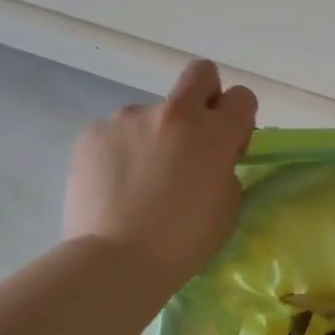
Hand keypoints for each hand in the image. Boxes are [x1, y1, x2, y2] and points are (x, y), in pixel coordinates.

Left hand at [63, 60, 257, 288]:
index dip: (239, 118)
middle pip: (200, 73)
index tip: (230, 145)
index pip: (242, 97)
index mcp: (214, 132)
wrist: (115, 261)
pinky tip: (113, 186)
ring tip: (138, 180)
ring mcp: (129, 118)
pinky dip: (119, 153)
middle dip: (204, 95)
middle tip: (192, 136)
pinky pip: (115, 134)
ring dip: (153, 136)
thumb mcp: (226, 206)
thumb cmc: (182, 242)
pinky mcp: (93, 132)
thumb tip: (210, 158)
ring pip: (151, 114)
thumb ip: (224, 168)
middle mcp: (174, 113)